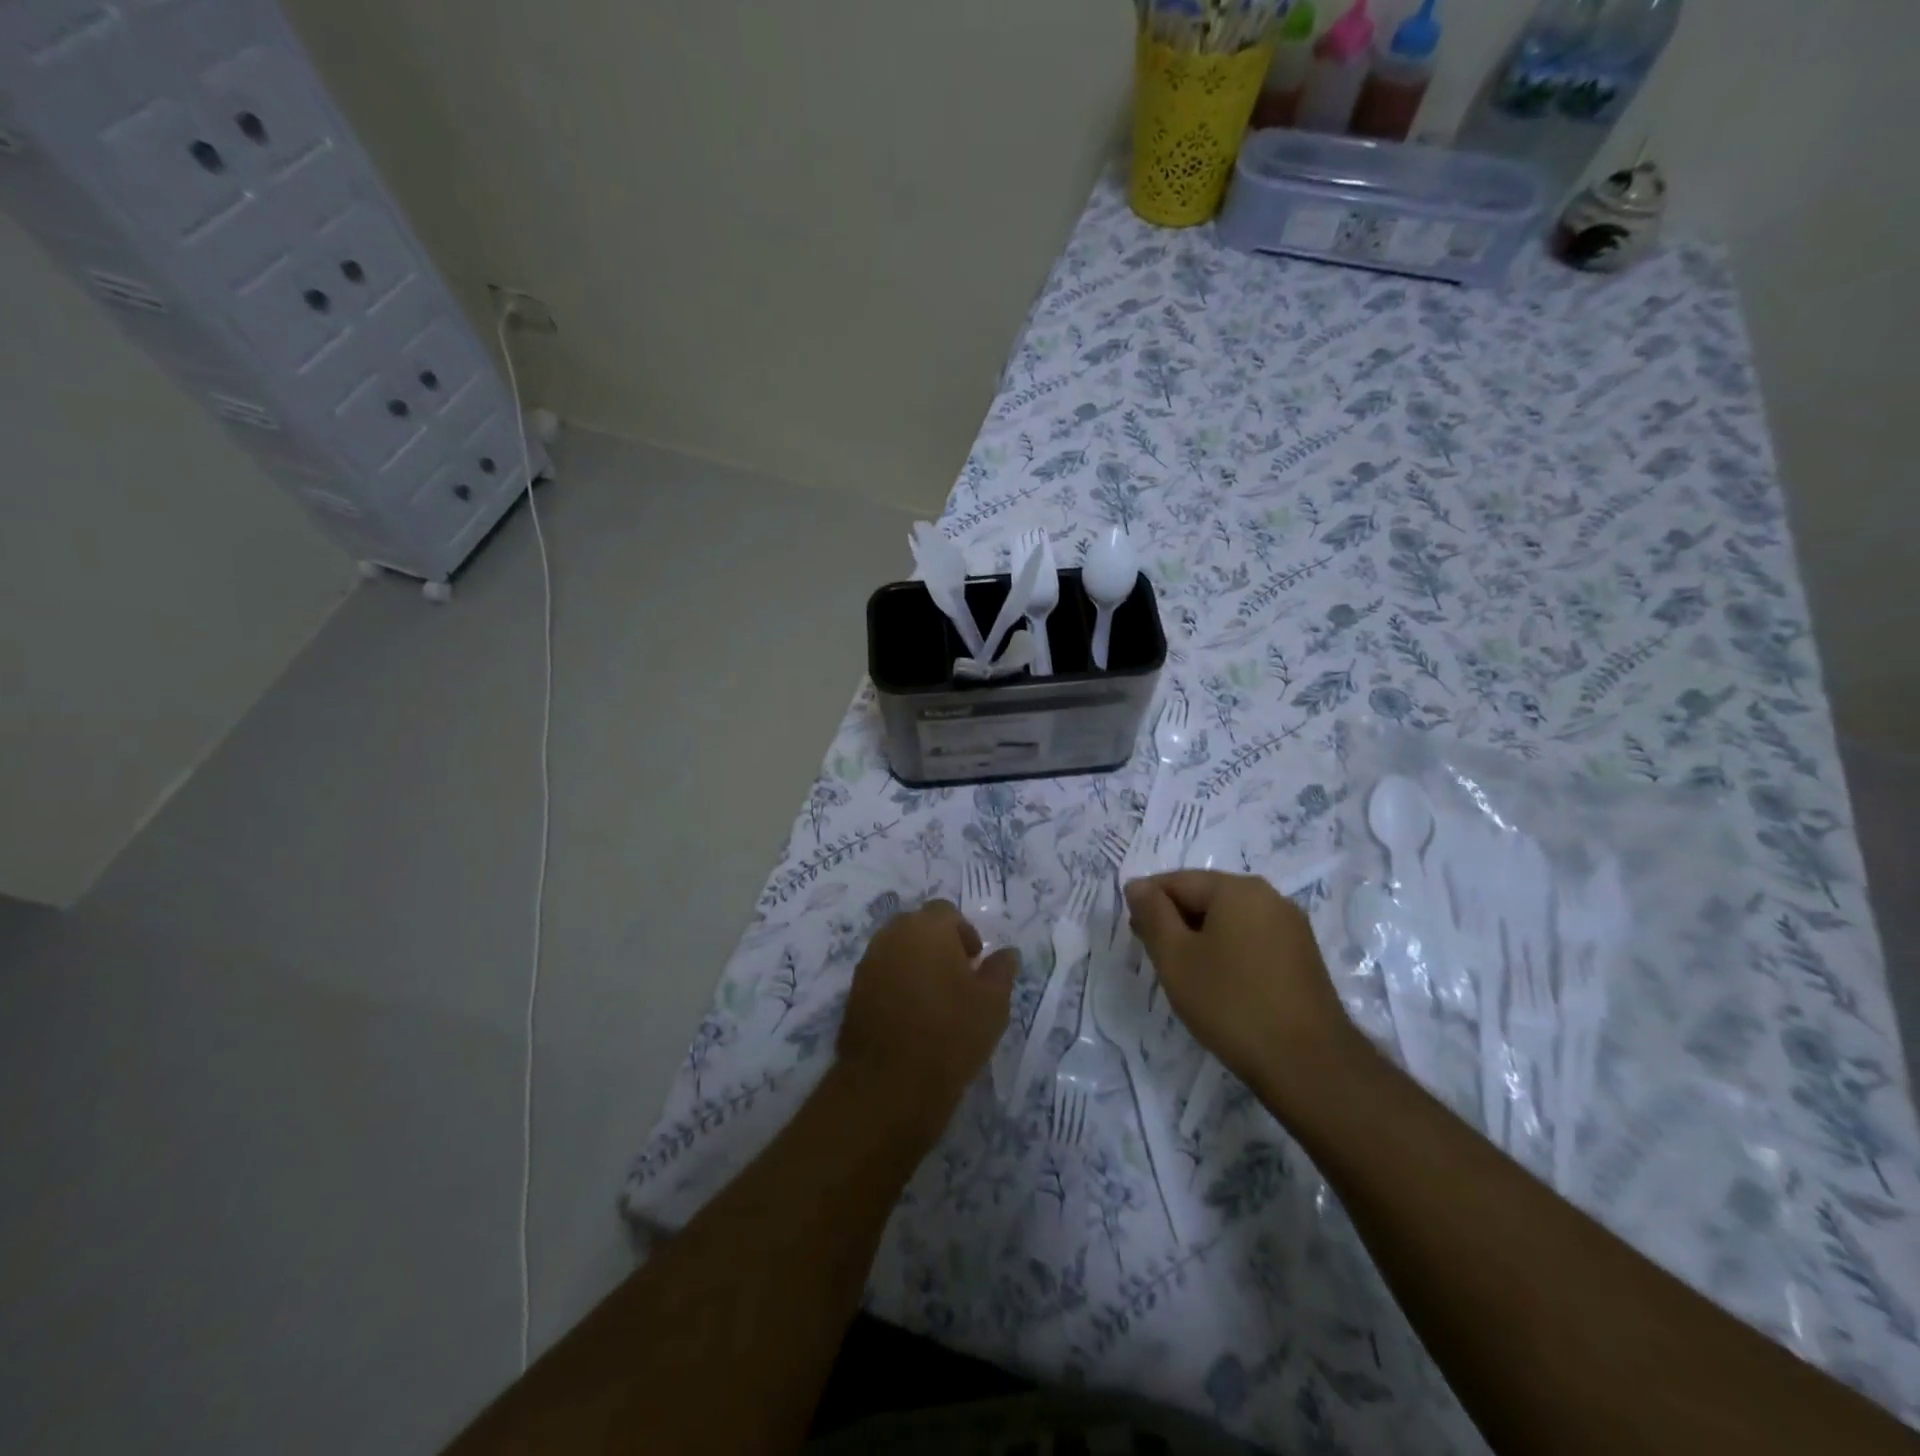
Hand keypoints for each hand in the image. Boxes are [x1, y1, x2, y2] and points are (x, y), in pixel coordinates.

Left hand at [836, 900, 1017, 1134]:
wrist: (891, 1083)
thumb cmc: (951, 1034)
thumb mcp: (993, 1003)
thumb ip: (1001, 969)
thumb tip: (1007, 952)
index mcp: (926, 928)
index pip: (946, 912)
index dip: (964, 933)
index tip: (975, 963)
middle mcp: (892, 935)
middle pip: (919, 926)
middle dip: (938, 944)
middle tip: (957, 979)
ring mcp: (868, 962)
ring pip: (898, 949)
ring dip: (916, 963)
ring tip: (934, 999)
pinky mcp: (853, 990)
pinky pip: (882, 973)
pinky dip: (897, 983)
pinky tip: (911, 1015)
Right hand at [1125, 871, 1357, 1095]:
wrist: (1309, 1065)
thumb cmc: (1231, 1003)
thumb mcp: (1176, 957)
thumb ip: (1152, 914)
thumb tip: (1137, 885)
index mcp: (1237, 889)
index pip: (1177, 881)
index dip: (1148, 903)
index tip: (1135, 935)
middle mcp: (1269, 897)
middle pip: (1206, 896)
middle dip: (1175, 920)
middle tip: (1155, 955)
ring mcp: (1291, 927)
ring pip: (1229, 920)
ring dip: (1201, 937)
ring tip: (1184, 973)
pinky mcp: (1303, 957)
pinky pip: (1252, 939)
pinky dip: (1228, 951)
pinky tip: (1219, 983)